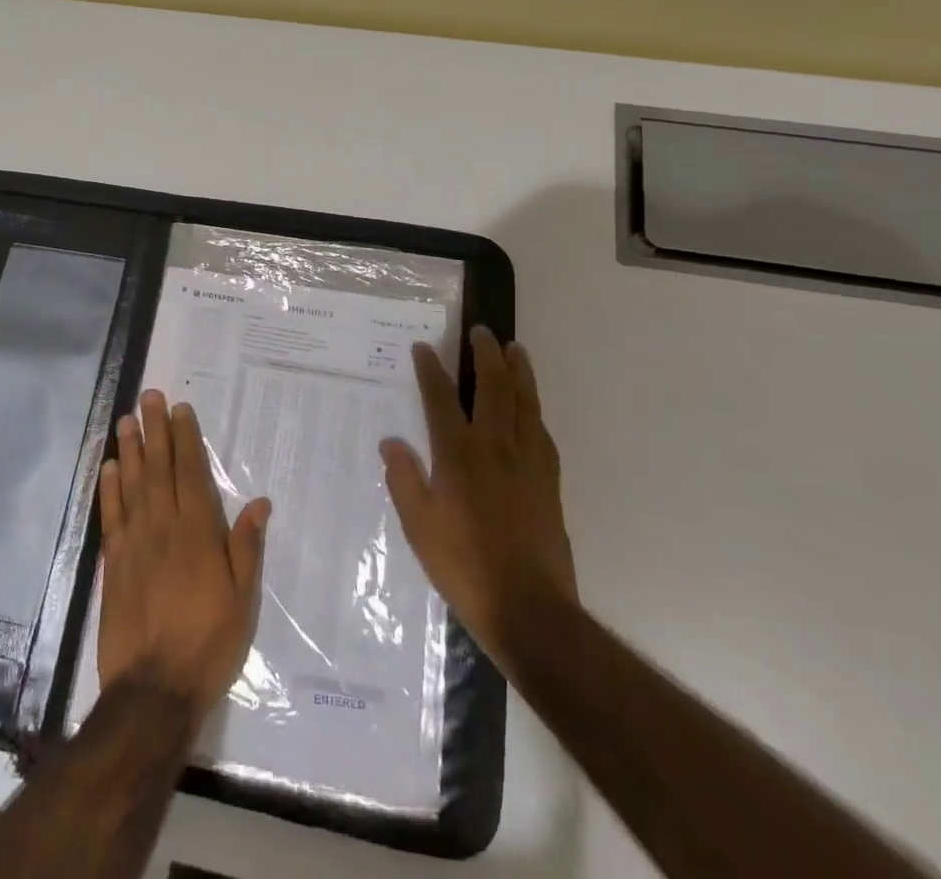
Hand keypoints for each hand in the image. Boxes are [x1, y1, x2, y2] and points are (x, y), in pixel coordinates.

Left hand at [97, 390, 270, 728]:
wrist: (153, 691)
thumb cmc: (207, 643)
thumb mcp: (242, 599)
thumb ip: (246, 547)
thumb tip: (259, 501)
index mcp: (198, 532)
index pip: (191, 473)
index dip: (186, 439)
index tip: (180, 409)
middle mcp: (164, 527)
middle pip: (159, 468)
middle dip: (155, 430)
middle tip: (149, 397)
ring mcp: (135, 543)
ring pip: (132, 484)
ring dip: (130, 450)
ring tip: (127, 420)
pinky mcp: (113, 563)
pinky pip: (111, 516)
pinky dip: (109, 488)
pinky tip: (108, 468)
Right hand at [380, 327, 576, 677]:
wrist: (530, 608)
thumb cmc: (464, 567)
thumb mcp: (418, 526)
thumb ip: (404, 479)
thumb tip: (391, 442)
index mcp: (458, 455)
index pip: (440, 398)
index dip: (430, 369)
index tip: (423, 347)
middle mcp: (495, 447)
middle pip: (494, 387)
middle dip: (485, 354)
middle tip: (481, 332)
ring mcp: (528, 461)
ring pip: (526, 402)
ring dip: (519, 371)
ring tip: (515, 349)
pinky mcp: (549, 480)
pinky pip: (542, 431)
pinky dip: (534, 409)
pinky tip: (531, 408)